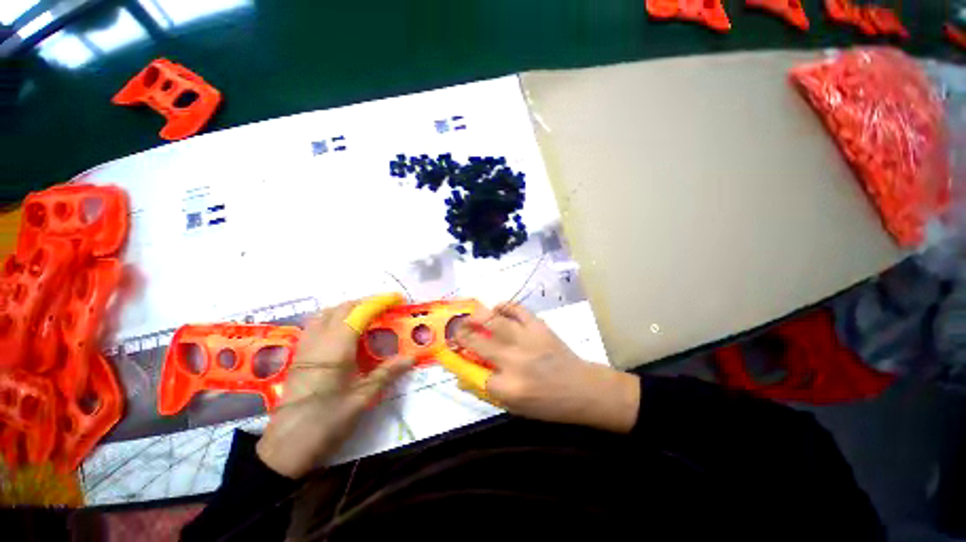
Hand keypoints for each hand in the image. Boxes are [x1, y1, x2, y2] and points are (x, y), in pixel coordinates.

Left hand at [256, 297, 412, 478]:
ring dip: (349, 308)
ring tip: (367, 315)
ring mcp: (305, 346)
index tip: (397, 298)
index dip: (379, 302)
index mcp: (336, 348)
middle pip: (342, 308)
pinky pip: (317, 324)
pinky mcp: (299, 355)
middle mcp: (319, 340)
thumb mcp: (362, 398)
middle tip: (387, 307)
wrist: (286, 448)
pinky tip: (344, 331)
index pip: (359, 313)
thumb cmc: (327, 422)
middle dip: (366, 302)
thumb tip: (411, 357)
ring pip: (327, 313)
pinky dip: (334, 317)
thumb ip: (387, 373)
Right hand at [454, 303, 639, 432]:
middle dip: (463, 335)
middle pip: (480, 343)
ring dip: (478, 317)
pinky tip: (497, 307)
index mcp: (509, 388)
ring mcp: (527, 340)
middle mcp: (514, 361)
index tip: (459, 357)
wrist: (582, 388)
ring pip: (495, 321)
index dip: (466, 365)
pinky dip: (505, 306)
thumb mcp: (515, 407)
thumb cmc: (548, 404)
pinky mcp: (539, 327)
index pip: (476, 375)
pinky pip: (518, 310)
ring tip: (470, 316)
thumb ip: (487, 391)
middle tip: (457, 329)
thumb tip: (462, 377)